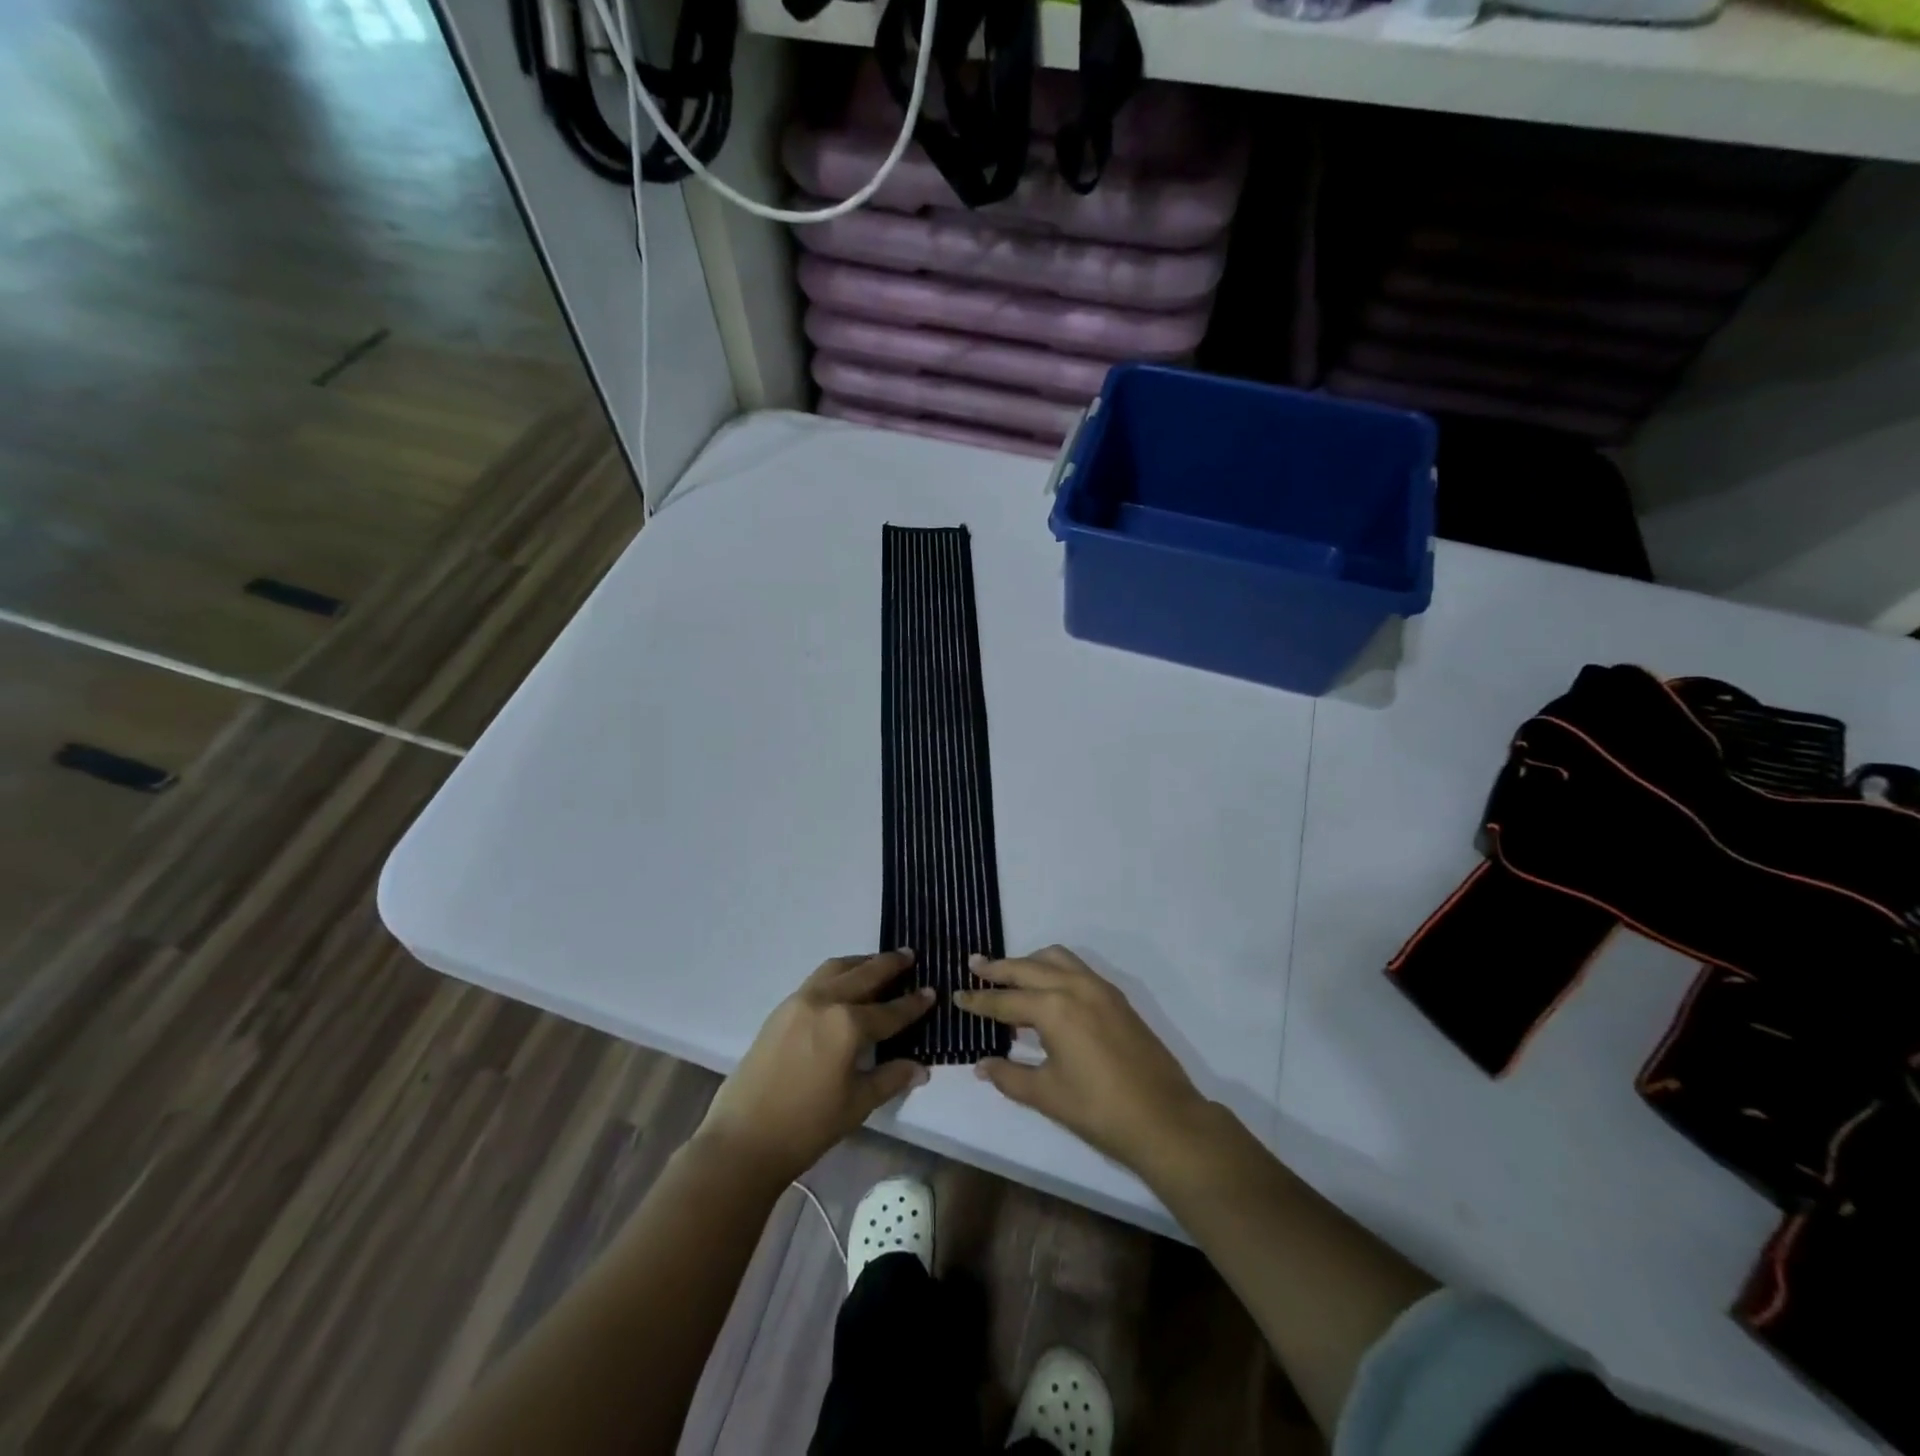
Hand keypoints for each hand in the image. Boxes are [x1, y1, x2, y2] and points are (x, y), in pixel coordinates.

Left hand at [697, 950, 933, 1183]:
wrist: (743, 1139)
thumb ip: (891, 1078)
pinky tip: (844, 985)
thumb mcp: (857, 1104)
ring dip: (861, 963)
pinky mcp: (780, 1009)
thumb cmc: (807, 1126)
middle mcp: (825, 1001)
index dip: (914, 1004)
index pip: (890, 1010)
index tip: (932, 991)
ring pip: (836, 969)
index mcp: (848, 1024)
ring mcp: (799, 1001)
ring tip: (878, 962)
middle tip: (909, 956)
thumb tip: (922, 1068)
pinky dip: (837, 974)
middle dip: (889, 965)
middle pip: (864, 975)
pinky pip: (817, 979)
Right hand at [956, 946, 1210, 1176]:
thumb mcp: (1047, 1095)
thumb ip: (1010, 1076)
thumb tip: (981, 1065)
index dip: (979, 1001)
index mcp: (1054, 1008)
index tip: (957, 996)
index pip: (1005, 1000)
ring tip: (1009, 976)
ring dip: (1029, 963)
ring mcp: (1100, 989)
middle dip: (999, 969)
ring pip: (1056, 959)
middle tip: (974, 966)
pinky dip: (1054, 971)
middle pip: (1028, 968)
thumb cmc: (1099, 1110)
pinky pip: (1076, 969)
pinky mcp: (1117, 998)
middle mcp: (1075, 987)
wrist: (1164, 1119)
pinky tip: (1046, 992)